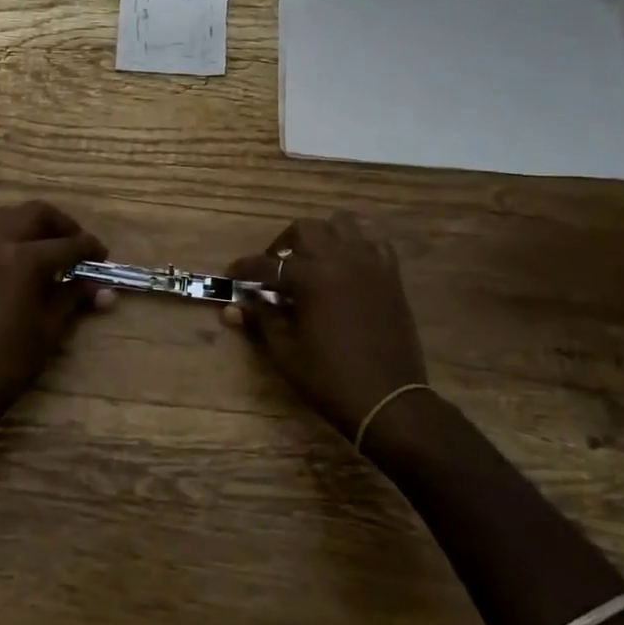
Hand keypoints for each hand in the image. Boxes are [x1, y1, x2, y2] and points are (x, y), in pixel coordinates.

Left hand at [0, 201, 110, 427]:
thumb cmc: (8, 362)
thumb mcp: (49, 329)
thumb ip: (73, 298)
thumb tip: (104, 289)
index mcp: (22, 259)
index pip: (66, 244)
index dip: (89, 249)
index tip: (103, 257)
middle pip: (35, 214)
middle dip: (61, 225)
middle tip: (77, 247)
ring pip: (8, 217)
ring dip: (33, 225)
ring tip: (50, 250)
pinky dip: (12, 237)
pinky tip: (23, 264)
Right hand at [225, 213, 428, 439]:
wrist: (387, 399)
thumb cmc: (329, 378)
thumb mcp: (285, 351)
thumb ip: (260, 320)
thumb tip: (233, 307)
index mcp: (312, 278)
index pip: (268, 264)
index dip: (245, 268)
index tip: (232, 274)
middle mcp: (341, 259)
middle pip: (305, 229)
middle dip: (283, 244)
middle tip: (274, 269)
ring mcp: (370, 264)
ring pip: (343, 225)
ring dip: (321, 237)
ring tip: (312, 262)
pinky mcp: (391, 276)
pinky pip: (373, 243)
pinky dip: (355, 246)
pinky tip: (345, 268)